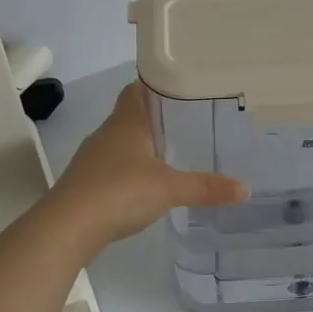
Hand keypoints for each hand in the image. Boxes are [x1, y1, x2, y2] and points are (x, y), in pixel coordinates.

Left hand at [47, 84, 247, 249]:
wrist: (67, 227)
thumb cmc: (119, 192)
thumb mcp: (169, 189)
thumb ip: (206, 187)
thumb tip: (245, 188)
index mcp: (127, 122)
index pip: (137, 88)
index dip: (156, 84)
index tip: (180, 87)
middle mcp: (107, 133)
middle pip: (132, 114)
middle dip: (156, 117)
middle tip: (188, 121)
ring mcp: (93, 158)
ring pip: (122, 141)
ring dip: (142, 145)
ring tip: (173, 152)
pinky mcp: (86, 182)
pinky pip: (113, 166)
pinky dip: (130, 169)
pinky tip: (147, 184)